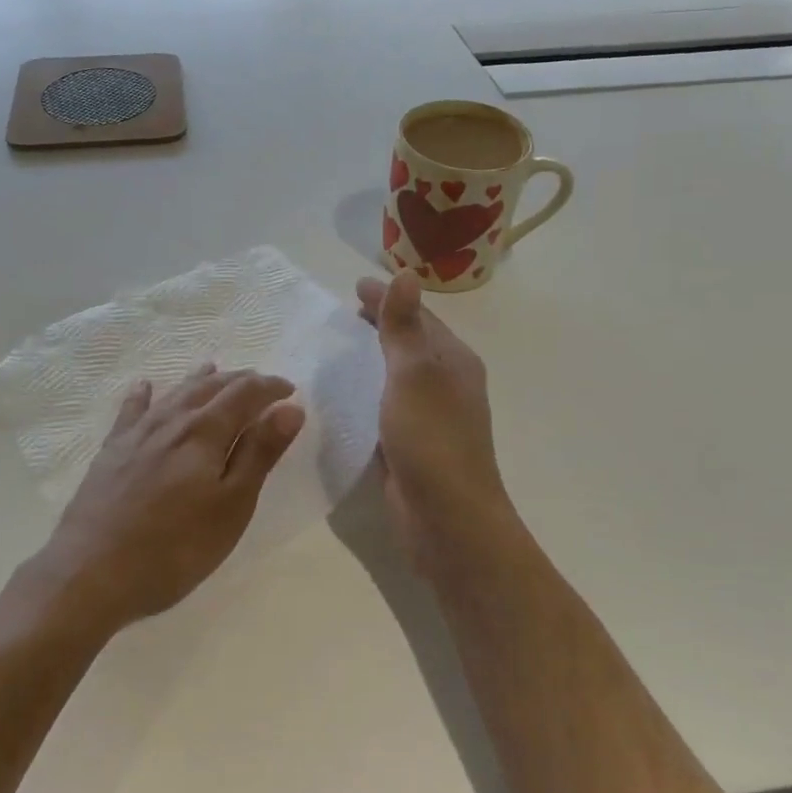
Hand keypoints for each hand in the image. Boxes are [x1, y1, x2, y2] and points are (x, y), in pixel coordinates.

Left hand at [37, 364, 305, 634]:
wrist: (91, 572)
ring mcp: (137, 434)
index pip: (245, 393)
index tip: (290, 390)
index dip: (270, 387)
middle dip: (239, 380)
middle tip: (261, 383)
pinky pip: (132, 411)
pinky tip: (144, 386)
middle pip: (210, 387)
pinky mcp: (111, 451)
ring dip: (199, 380)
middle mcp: (171, 421)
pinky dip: (143, 394)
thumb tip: (289, 408)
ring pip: (174, 393)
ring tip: (213, 368)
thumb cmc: (175, 547)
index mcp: (205, 431)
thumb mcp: (231, 506)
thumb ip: (259, 453)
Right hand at [356, 273, 515, 569]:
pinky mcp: (411, 445)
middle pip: (411, 344)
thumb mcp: (415, 374)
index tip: (355, 286)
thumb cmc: (432, 439)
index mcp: (454, 362)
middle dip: (382, 325)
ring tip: (337, 349)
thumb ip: (404, 327)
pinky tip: (343, 397)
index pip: (419, 317)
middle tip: (345, 313)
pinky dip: (368, 392)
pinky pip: (386, 406)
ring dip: (373, 359)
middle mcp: (447, 385)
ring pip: (397, 376)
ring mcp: (431, 417)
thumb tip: (407, 274)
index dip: (389, 299)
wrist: (446, 518)